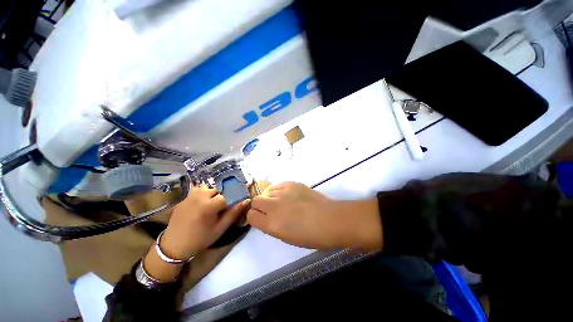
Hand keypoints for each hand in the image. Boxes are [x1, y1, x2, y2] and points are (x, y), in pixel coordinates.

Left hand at [144, 186, 248, 281]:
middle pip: (220, 189)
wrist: (173, 245)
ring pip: (211, 188)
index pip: (230, 194)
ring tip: (215, 206)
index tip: (242, 198)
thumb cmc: (200, 239)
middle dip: (226, 195)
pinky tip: (205, 204)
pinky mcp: (186, 196)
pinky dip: (207, 195)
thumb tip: (246, 200)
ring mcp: (191, 194)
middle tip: (226, 206)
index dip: (237, 196)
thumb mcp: (220, 228)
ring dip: (216, 194)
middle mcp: (200, 195)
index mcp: (209, 205)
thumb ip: (234, 213)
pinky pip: (201, 190)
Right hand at [247, 182, 382, 249]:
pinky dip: (278, 190)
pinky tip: (286, 194)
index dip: (254, 217)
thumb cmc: (311, 235)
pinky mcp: (292, 183)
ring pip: (266, 191)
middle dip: (259, 206)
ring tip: (281, 201)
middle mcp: (274, 205)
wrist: (330, 219)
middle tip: (270, 209)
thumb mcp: (286, 237)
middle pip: (256, 200)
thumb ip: (271, 225)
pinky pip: (277, 185)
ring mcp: (283, 192)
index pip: (251, 216)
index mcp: (272, 224)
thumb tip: (265, 217)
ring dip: (270, 197)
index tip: (261, 218)